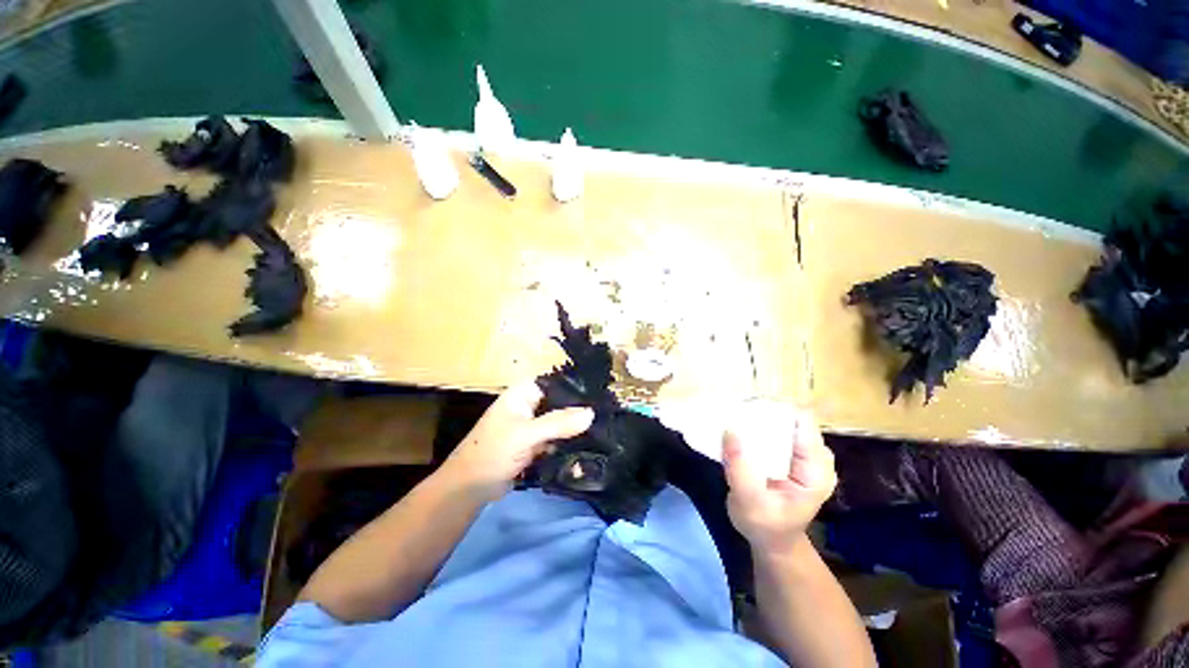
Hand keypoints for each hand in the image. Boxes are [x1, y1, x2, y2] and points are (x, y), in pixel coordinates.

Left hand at [442, 382, 593, 503]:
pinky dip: (569, 440)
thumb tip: (592, 413)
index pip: (557, 383)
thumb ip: (558, 423)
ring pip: (561, 421)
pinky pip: (558, 437)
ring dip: (577, 426)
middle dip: (580, 409)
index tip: (603, 395)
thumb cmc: (492, 452)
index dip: (578, 388)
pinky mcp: (536, 442)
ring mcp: (534, 424)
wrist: (470, 488)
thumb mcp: (526, 434)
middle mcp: (531, 403)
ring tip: (605, 427)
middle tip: (608, 414)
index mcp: (525, 392)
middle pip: (562, 402)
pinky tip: (590, 443)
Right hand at [723, 409, 836, 555]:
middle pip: (795, 419)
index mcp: (816, 472)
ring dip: (763, 418)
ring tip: (738, 417)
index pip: (803, 424)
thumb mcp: (748, 501)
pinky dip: (762, 427)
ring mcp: (807, 456)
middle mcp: (817, 459)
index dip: (777, 410)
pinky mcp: (795, 455)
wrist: (771, 541)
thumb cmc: (763, 525)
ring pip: (787, 422)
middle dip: (766, 413)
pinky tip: (745, 428)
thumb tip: (729, 429)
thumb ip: (740, 467)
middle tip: (737, 411)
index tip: (748, 406)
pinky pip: (781, 431)